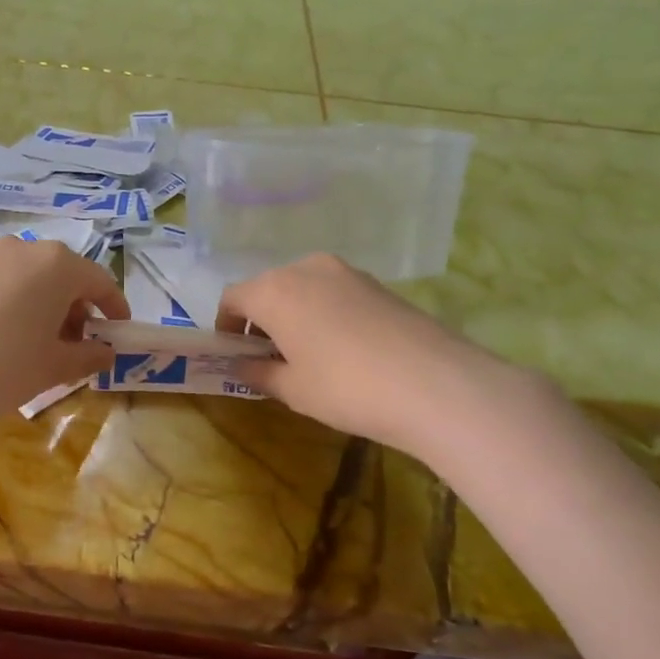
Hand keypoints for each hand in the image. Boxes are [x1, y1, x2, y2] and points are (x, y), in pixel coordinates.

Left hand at [0, 236, 128, 442]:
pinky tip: (9, 339)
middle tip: (79, 345)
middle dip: (78, 308)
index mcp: (58, 264)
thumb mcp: (56, 366)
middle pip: (65, 275)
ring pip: (33, 278)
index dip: (114, 308)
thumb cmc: (4, 367)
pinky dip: (19, 304)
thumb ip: (90, 355)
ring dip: (47, 306)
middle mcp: (25, 248)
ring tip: (43, 346)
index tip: (119, 332)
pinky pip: (4, 283)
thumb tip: (107, 353)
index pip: (100, 281)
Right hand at [219, 253, 528, 455]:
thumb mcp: (292, 389)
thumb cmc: (345, 387)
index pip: (233, 297)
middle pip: (268, 288)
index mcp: (274, 290)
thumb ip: (259, 372)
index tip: (232, 353)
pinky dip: (323, 312)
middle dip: (260, 319)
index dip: (225, 325)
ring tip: (305, 353)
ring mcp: (346, 272)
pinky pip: (333, 292)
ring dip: (293, 314)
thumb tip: (243, 365)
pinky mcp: (377, 283)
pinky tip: (340, 347)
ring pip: (303, 288)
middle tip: (267, 356)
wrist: (434, 383)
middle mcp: (306, 269)